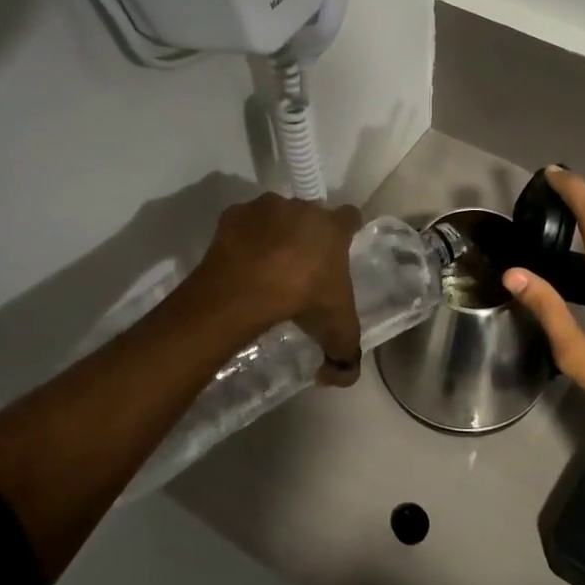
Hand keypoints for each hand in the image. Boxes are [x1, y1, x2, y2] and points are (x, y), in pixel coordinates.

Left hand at [194, 192, 364, 386]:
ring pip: (276, 216)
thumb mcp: (335, 333)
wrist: (247, 289)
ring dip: (275, 233)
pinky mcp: (234, 215)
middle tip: (301, 266)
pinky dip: (244, 239)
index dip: (348, 230)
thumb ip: (346, 358)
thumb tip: (338, 376)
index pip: (351, 217)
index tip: (341, 246)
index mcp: (333, 229)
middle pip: (311, 215)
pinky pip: (244, 225)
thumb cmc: (303, 299)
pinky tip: (241, 264)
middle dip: (308, 234)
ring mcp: (266, 208)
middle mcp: (303, 209)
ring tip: (267, 266)